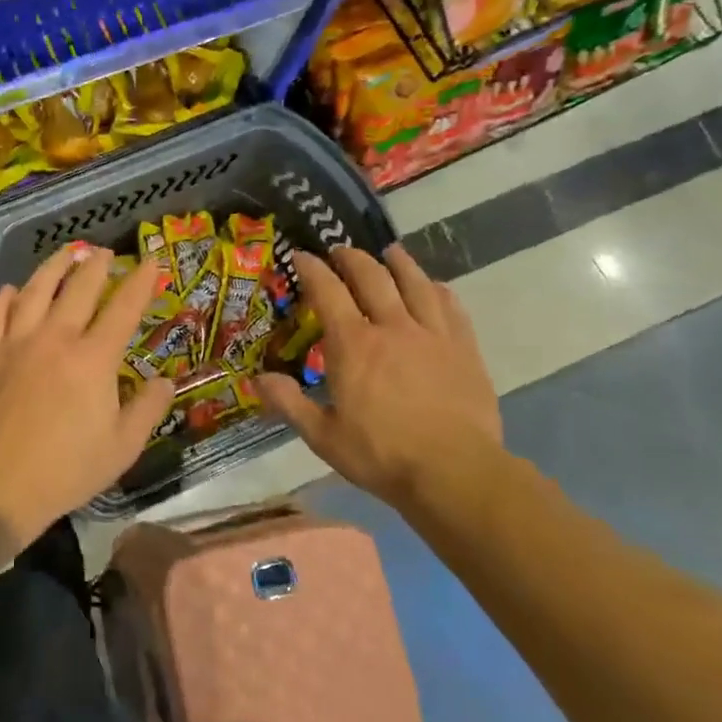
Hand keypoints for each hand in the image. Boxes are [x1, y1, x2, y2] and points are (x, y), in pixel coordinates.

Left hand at [0, 245, 175, 541]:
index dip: (140, 281)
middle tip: (106, 251)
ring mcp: (17, 343)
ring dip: (54, 267)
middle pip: (80, 288)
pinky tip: (12, 289)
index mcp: (94, 359)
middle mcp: (56, 338)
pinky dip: (7, 296)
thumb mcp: (122, 447)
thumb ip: (147, 408)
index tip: (150, 261)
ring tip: (66, 253)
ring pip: (36, 289)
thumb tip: (164, 380)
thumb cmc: (67, 469)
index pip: (123, 308)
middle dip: (97, 264)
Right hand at [254, 246, 505, 522]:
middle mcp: (392, 327)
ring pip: (415, 283)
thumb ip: (289, 404)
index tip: (301, 256)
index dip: (312, 269)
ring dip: (399, 263)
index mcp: (353, 344)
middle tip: (341, 250)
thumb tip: (258, 379)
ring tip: (390, 252)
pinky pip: (451, 307)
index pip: (328, 292)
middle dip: (352, 258)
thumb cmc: (381, 455)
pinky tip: (435, 287)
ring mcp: (432, 335)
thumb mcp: (323, 436)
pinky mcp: (464, 349)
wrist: (454, 471)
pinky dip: (438, 290)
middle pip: (372, 277)